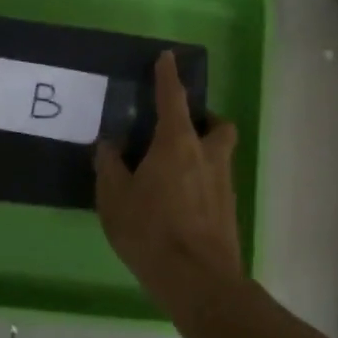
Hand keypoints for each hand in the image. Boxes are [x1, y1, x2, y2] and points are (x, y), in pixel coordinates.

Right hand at [95, 50, 242, 296]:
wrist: (198, 280)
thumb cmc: (151, 231)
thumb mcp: (115, 198)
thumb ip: (110, 166)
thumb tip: (110, 144)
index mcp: (177, 144)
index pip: (173, 98)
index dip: (168, 76)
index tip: (168, 57)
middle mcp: (207, 155)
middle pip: (216, 125)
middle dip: (203, 119)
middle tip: (180, 129)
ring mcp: (223, 183)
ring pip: (219, 154)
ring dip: (203, 151)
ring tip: (173, 169)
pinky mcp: (228, 209)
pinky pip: (216, 181)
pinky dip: (201, 180)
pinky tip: (180, 201)